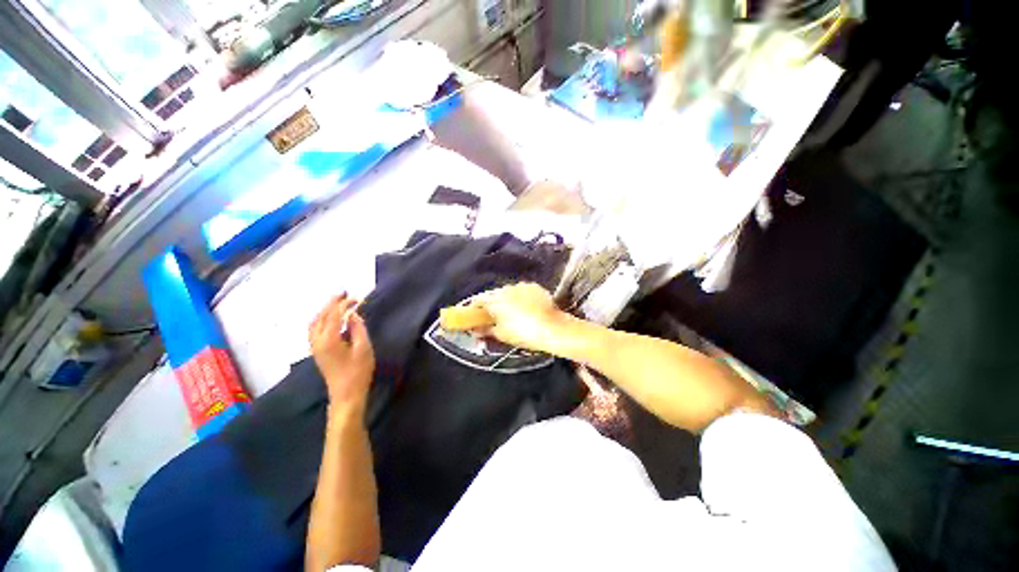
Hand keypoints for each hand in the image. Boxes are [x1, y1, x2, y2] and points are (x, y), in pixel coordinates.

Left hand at [309, 294, 375, 411]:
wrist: (346, 394)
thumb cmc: (358, 371)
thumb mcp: (363, 348)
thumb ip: (358, 329)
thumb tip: (353, 315)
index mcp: (328, 339)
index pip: (333, 315)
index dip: (343, 304)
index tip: (355, 297)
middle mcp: (317, 341)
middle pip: (320, 316)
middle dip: (331, 303)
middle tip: (344, 294)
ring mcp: (315, 347)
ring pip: (314, 323)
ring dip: (324, 311)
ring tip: (337, 303)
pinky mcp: (317, 352)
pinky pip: (314, 330)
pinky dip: (322, 320)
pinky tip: (331, 319)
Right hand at [470, 283, 566, 352]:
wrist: (552, 328)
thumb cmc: (523, 333)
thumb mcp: (501, 334)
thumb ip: (485, 330)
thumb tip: (476, 330)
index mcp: (494, 300)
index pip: (477, 301)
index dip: (474, 309)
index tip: (475, 318)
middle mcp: (506, 288)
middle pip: (494, 295)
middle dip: (493, 305)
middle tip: (495, 319)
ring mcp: (522, 286)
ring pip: (509, 292)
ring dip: (508, 301)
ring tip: (514, 315)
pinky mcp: (535, 287)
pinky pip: (523, 292)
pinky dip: (522, 299)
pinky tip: (527, 310)